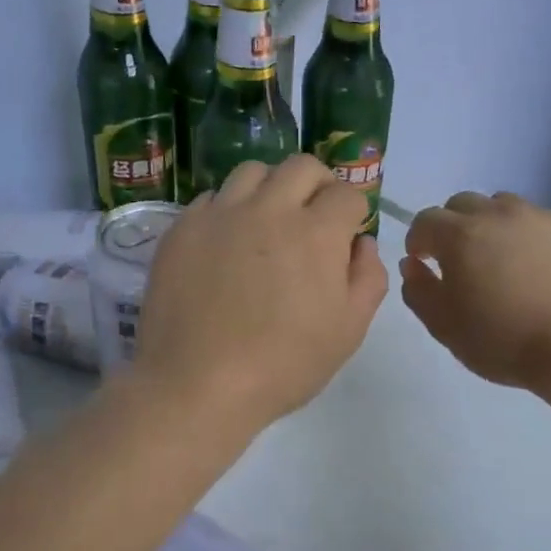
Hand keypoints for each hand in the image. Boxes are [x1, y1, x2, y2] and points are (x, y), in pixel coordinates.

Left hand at [133, 156, 387, 434]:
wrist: (197, 384)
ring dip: (270, 188)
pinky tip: (225, 243)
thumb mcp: (348, 331)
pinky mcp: (182, 229)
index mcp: (316, 232)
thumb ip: (368, 278)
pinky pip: (211, 199)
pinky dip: (227, 210)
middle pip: (302, 167)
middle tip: (313, 217)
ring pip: (252, 171)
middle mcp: (269, 209)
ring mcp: (220, 214)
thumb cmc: (283, 365)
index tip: (345, 235)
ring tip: (266, 221)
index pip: (347, 193)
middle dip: (318, 185)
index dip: (353, 213)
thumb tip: (361, 244)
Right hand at [401, 191, 550, 390]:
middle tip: (460, 260)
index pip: (425, 220)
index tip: (423, 262)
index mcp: (460, 235)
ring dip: (492, 226)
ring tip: (501, 261)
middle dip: (453, 226)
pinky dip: (531, 238)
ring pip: (505, 207)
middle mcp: (499, 214)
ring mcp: (542, 218)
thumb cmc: (503, 341)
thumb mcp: (445, 327)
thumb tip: (413, 265)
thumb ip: (419, 291)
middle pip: (463, 203)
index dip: (418, 240)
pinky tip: (541, 271)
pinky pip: (542, 223)